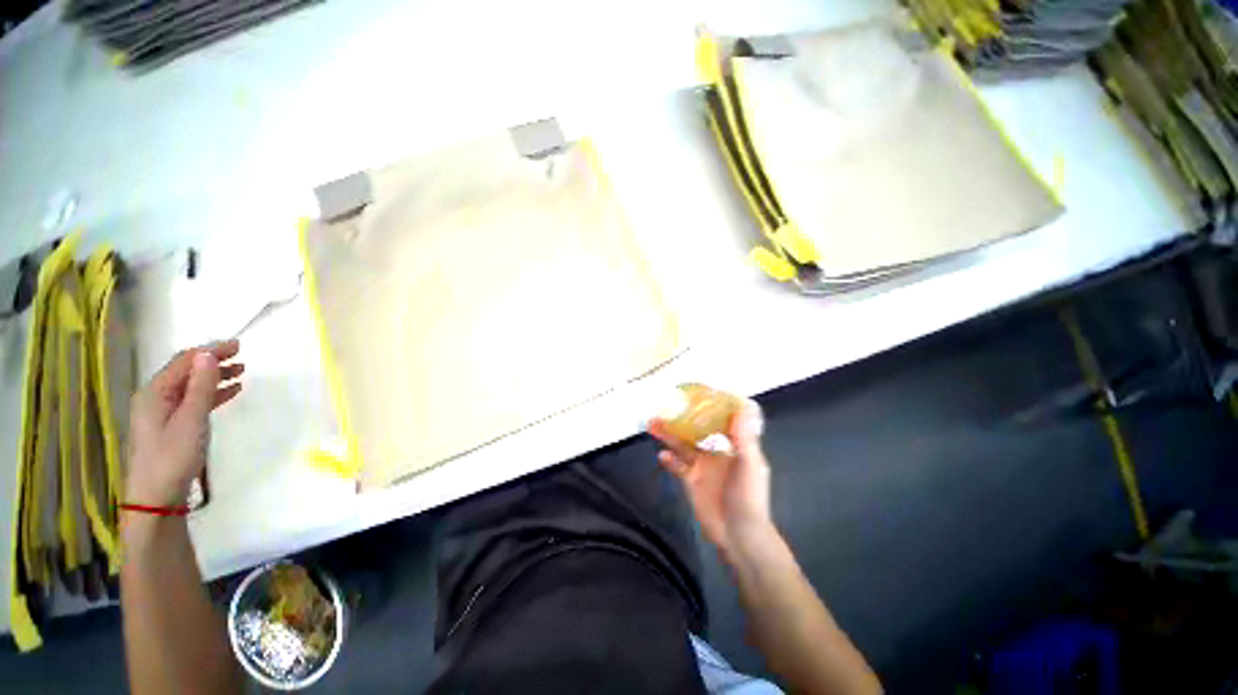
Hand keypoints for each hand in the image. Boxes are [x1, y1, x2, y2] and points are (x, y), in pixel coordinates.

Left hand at [126, 339, 244, 507]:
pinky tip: (228, 392)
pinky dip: (210, 393)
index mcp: (155, 392)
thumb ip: (200, 387)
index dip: (210, 351)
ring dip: (213, 377)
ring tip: (240, 372)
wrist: (156, 497)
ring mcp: (161, 413)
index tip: (238, 345)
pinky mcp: (170, 426)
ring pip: (190, 386)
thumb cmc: (173, 456)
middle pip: (185, 372)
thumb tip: (208, 354)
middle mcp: (154, 398)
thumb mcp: (191, 420)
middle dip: (212, 361)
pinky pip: (191, 401)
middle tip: (241, 355)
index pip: (184, 362)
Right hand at [648, 400, 774, 559]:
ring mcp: (702, 466)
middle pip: (696, 430)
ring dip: (669, 435)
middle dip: (682, 419)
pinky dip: (669, 460)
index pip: (721, 420)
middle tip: (666, 406)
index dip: (710, 407)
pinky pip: (677, 466)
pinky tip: (662, 455)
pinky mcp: (690, 481)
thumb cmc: (749, 498)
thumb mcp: (750, 465)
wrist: (739, 536)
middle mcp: (716, 452)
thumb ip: (744, 438)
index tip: (697, 393)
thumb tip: (742, 407)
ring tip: (653, 423)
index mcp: (733, 445)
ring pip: (682, 445)